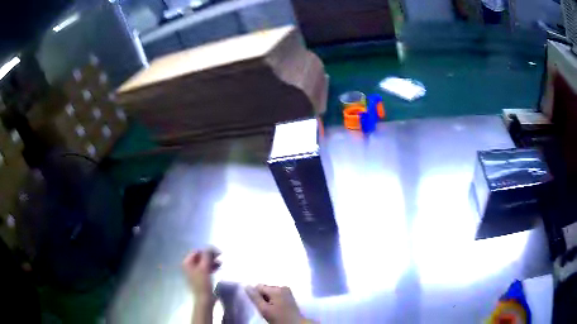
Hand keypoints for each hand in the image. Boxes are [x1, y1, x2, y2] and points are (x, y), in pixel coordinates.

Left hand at [182, 248, 220, 304]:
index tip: (218, 253)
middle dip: (210, 256)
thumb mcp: (204, 268)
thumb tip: (210, 247)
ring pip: (203, 262)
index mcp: (187, 262)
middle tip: (221, 256)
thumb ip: (207, 256)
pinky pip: (205, 268)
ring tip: (221, 263)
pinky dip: (211, 267)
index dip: (207, 251)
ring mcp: (194, 272)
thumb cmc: (203, 283)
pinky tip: (218, 268)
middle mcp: (189, 266)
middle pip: (200, 256)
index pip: (197, 251)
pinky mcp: (200, 277)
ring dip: (212, 261)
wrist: (204, 299)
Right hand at [246, 284, 305, 323]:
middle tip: (266, 308)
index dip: (256, 296)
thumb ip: (255, 297)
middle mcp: (282, 287)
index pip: (258, 287)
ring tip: (271, 309)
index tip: (259, 305)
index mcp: (277, 289)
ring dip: (268, 299)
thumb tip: (246, 286)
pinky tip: (276, 308)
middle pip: (265, 289)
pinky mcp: (289, 295)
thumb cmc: (279, 318)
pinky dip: (273, 300)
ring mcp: (287, 291)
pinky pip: (276, 294)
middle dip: (262, 297)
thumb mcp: (264, 309)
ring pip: (270, 292)